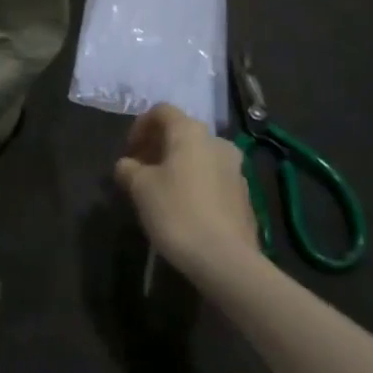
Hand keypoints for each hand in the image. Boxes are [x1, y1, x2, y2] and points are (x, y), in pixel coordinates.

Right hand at [114, 104, 257, 279]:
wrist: (226, 261)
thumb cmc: (177, 212)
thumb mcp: (139, 187)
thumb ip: (128, 168)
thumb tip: (127, 165)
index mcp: (191, 133)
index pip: (162, 111)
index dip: (140, 126)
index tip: (129, 151)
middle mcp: (218, 143)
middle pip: (182, 134)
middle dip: (158, 148)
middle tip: (140, 171)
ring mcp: (236, 171)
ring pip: (199, 157)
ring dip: (177, 167)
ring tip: (159, 191)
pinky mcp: (245, 198)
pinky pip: (212, 179)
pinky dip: (194, 184)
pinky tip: (182, 209)